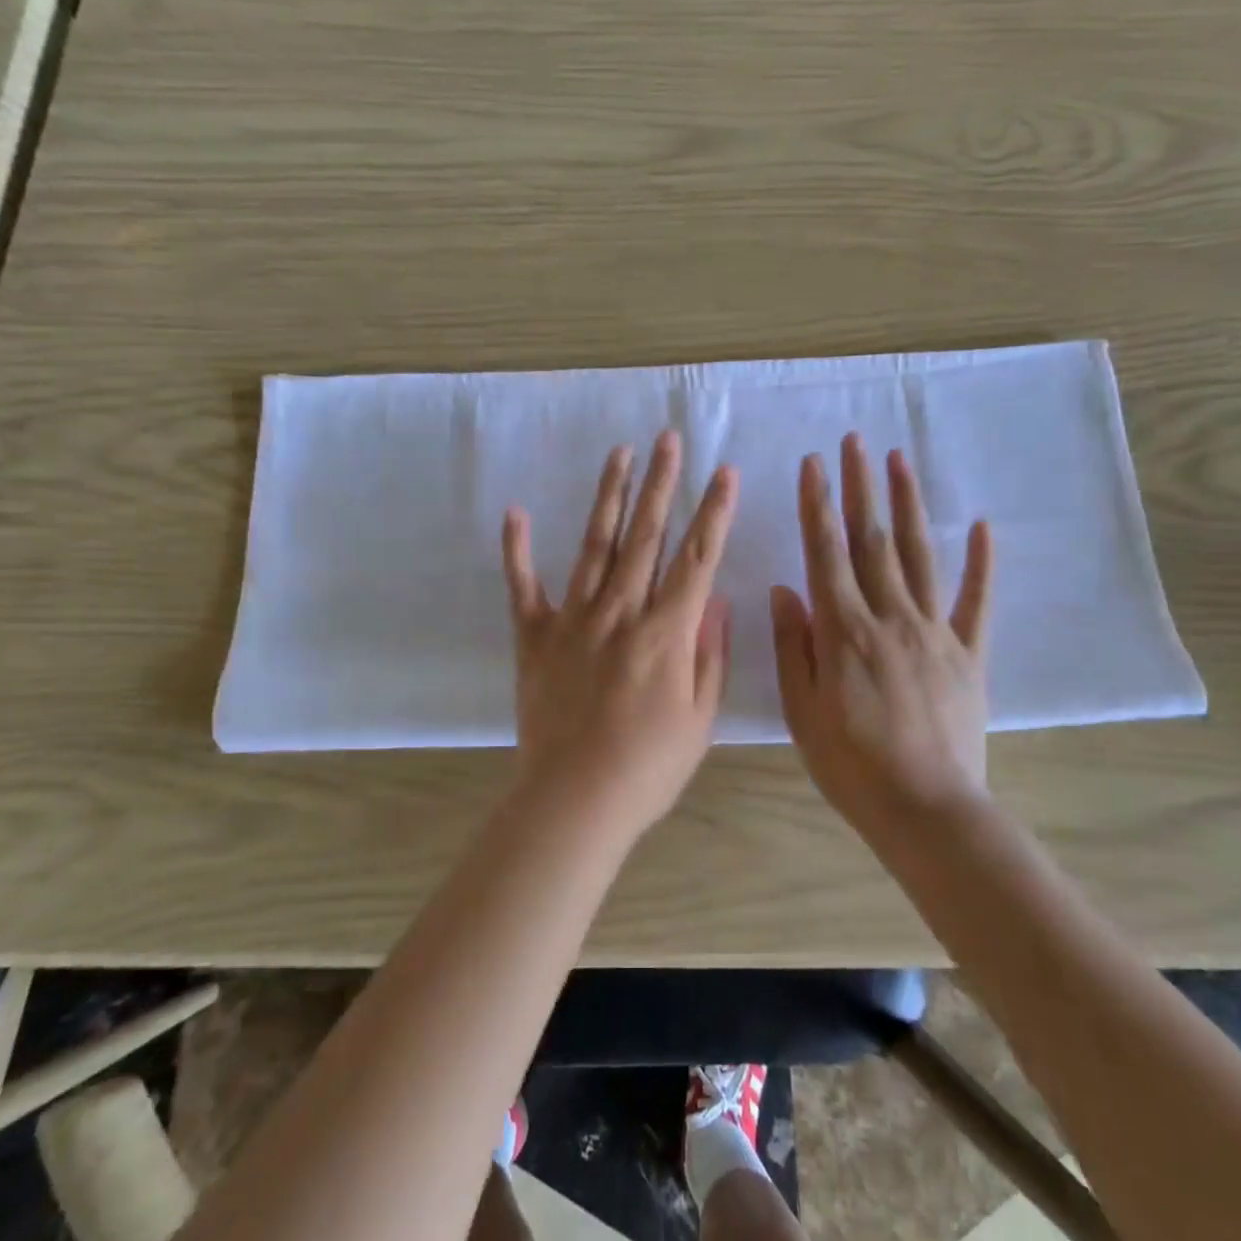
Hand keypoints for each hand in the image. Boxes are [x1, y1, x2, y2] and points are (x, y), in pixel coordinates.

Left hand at [502, 431, 738, 841]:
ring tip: (620, 454)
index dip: (713, 512)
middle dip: (661, 484)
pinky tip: (516, 512)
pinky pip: (523, 587)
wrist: (574, 801)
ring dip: (608, 497)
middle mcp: (620, 612)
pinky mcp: (534, 637)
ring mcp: (572, 620)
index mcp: (665, 632)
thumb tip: (715, 603)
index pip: (696, 558)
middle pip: (645, 537)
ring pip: (594, 546)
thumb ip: (709, 656)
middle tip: (668, 439)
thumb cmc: (648, 767)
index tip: (724, 472)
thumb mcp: (699, 718)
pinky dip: (518, 550)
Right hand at [771, 432, 994, 840]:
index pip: (826, 553)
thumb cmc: (851, 765)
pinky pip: (976, 602)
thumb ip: (793, 646)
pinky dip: (980, 563)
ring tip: (900, 461)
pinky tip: (981, 527)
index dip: (817, 504)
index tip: (813, 464)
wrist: (927, 810)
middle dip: (861, 487)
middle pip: (872, 541)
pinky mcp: (970, 654)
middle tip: (856, 441)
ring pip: (919, 556)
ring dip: (908, 506)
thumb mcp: (801, 711)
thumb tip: (786, 588)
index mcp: (844, 631)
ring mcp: (935, 632)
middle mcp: (890, 618)